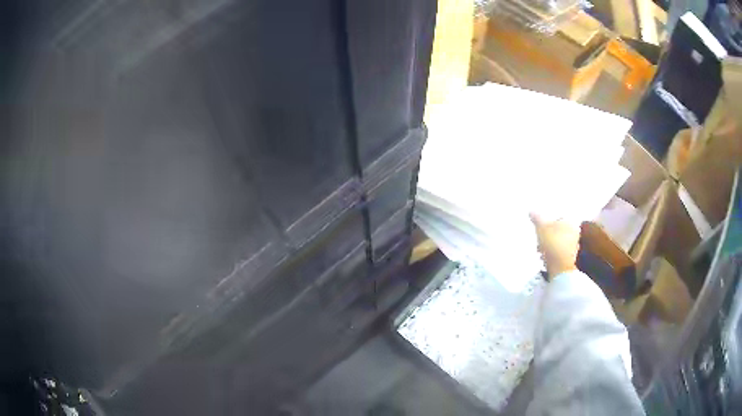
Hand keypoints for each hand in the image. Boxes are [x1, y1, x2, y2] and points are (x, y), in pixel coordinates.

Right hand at [530, 213, 579, 279]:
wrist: (561, 268)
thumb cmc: (553, 244)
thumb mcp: (541, 228)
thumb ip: (536, 218)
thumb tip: (531, 210)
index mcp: (569, 221)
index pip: (556, 218)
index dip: (546, 223)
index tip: (538, 228)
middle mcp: (574, 231)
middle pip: (557, 230)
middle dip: (546, 235)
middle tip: (538, 240)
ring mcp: (573, 245)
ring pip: (557, 241)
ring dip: (548, 245)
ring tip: (539, 251)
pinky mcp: (570, 257)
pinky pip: (558, 251)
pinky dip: (551, 253)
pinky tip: (544, 257)